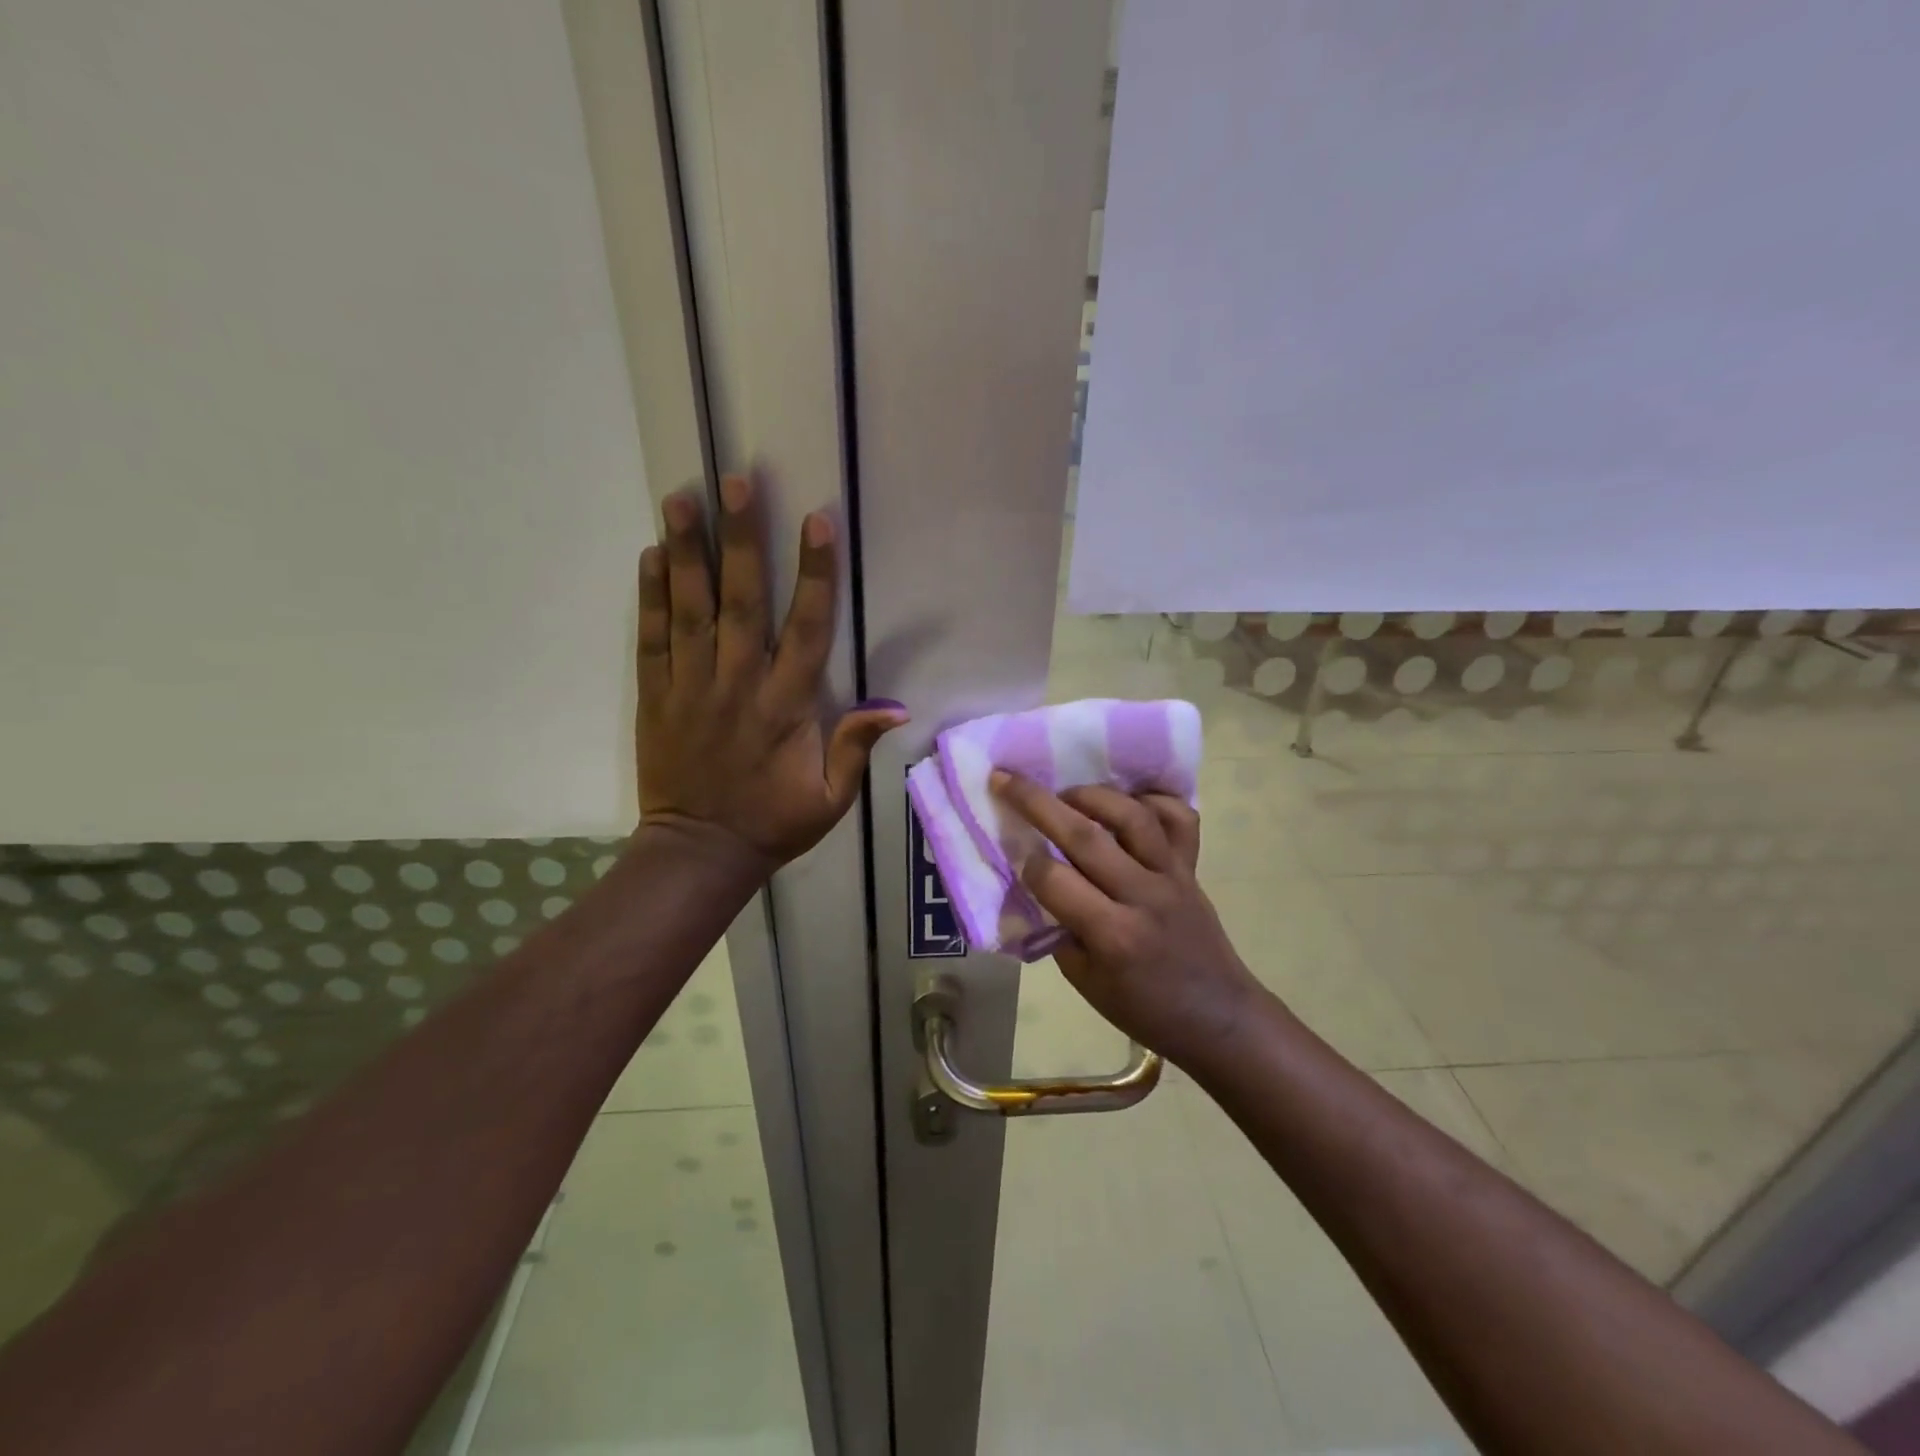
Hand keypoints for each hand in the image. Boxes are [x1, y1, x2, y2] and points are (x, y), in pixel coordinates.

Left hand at [637, 475, 906, 872]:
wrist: (700, 852)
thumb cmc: (774, 822)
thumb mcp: (831, 798)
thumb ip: (855, 746)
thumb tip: (895, 706)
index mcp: (787, 706)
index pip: (806, 629)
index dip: (814, 574)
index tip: (816, 521)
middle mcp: (738, 685)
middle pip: (742, 601)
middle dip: (742, 539)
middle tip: (734, 481)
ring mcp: (691, 687)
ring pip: (691, 610)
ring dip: (687, 553)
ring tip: (681, 498)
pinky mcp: (656, 697)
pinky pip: (652, 640)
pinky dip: (651, 597)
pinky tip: (651, 556)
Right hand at [992, 770, 1261, 1066]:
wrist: (1218, 1017)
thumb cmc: (1144, 1009)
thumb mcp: (1086, 983)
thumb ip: (1059, 930)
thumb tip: (1037, 885)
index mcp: (1112, 934)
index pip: (1054, 879)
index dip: (1027, 864)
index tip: (1016, 857)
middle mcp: (1141, 895)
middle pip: (1084, 836)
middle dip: (1037, 802)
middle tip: (1006, 779)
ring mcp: (1172, 875)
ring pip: (1131, 816)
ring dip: (1092, 795)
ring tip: (1066, 793)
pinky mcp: (1192, 867)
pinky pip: (1179, 820)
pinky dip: (1155, 800)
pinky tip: (1129, 800)